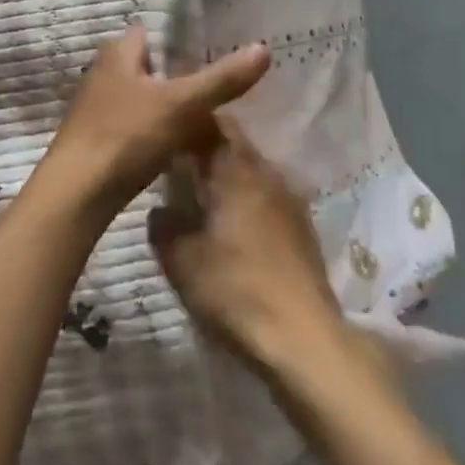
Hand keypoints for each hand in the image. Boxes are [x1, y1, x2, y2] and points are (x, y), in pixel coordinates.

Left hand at [38, 24, 270, 223]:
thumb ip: (221, 79)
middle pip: (153, 67)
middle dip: (183, 75)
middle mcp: (104, 73)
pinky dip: (159, 132)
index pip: (156, 31)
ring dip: (172, 106)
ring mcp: (99, 108)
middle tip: (223, 85)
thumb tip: (264, 49)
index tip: (220, 47)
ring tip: (210, 117)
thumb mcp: (181, 105)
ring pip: (146, 98)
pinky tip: (182, 147)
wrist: (75, 196)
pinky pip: (138, 126)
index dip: (185, 37)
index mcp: (118, 53)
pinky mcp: (100, 140)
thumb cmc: (125, 136)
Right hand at [148, 130, 344, 375]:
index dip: (189, 125)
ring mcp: (290, 199)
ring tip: (203, 199)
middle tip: (178, 168)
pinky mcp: (303, 228)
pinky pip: (267, 198)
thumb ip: (164, 227)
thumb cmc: (235, 290)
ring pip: (252, 172)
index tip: (166, 135)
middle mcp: (267, 173)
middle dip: (207, 151)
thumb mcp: (181, 261)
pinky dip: (248, 202)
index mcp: (236, 169)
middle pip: (234, 146)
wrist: (303, 339)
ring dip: (229, 178)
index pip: (212, 125)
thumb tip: (160, 209)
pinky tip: (233, 228)